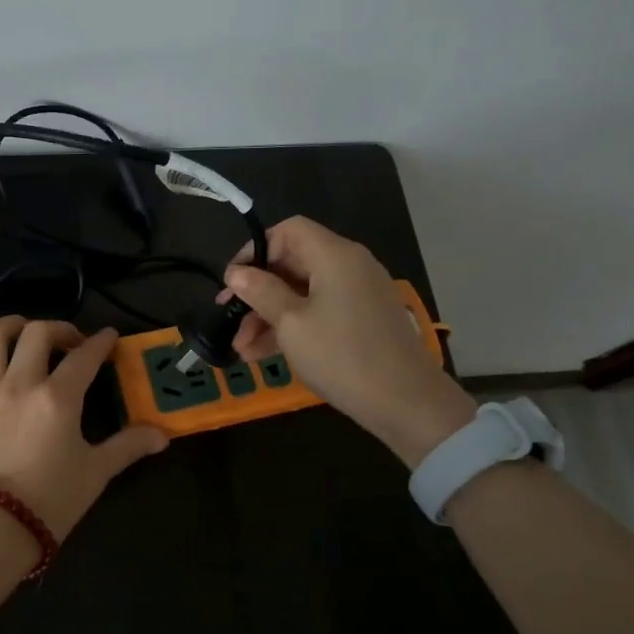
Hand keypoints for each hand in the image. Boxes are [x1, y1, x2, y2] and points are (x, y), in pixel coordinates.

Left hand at [0, 317, 168, 542]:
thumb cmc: (50, 502)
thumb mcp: (96, 473)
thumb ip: (128, 446)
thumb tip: (162, 435)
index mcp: (57, 398)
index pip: (84, 356)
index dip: (101, 341)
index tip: (108, 337)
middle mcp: (19, 384)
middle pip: (37, 333)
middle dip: (59, 329)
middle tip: (70, 343)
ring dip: (10, 327)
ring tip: (22, 333)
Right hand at [222, 217, 476, 466]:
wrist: (406, 402)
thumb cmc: (341, 356)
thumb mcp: (291, 324)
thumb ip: (261, 292)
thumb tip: (236, 273)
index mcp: (335, 255)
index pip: (289, 230)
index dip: (257, 249)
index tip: (233, 280)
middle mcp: (350, 266)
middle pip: (293, 262)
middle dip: (257, 290)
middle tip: (227, 315)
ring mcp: (358, 294)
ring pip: (303, 292)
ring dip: (269, 315)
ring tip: (242, 348)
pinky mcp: (362, 320)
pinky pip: (319, 310)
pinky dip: (292, 326)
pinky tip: (264, 353)